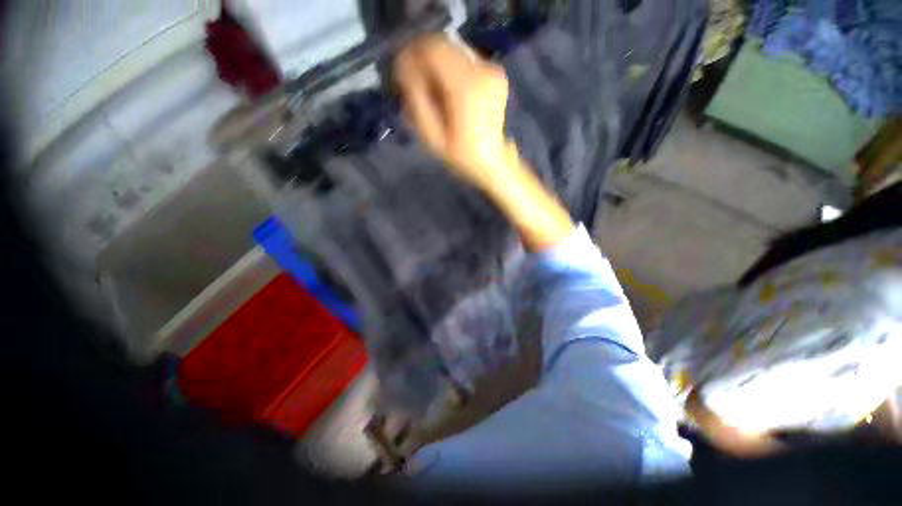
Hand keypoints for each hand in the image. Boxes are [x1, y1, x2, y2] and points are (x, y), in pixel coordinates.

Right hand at [393, 35, 514, 189]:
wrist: (491, 160)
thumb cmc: (460, 155)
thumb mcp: (431, 137)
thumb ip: (416, 100)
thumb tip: (403, 68)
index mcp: (466, 88)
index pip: (432, 49)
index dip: (412, 54)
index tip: (401, 72)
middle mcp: (482, 70)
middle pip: (443, 44)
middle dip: (423, 58)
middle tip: (414, 83)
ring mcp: (492, 70)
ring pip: (453, 49)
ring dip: (437, 63)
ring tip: (433, 91)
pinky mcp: (495, 72)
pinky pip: (465, 58)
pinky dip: (451, 68)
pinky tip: (449, 91)